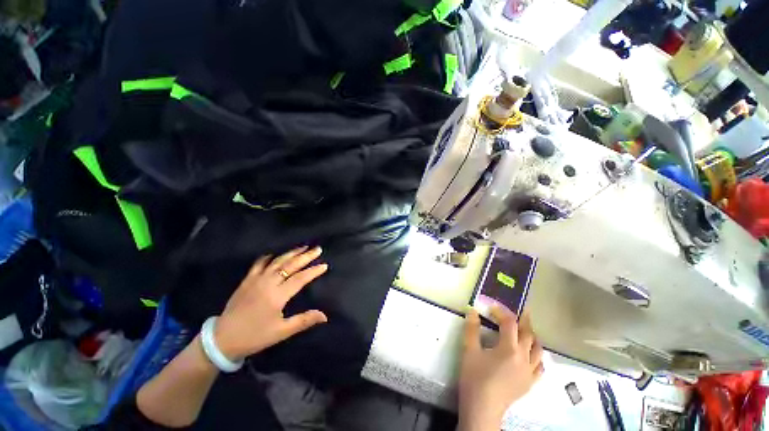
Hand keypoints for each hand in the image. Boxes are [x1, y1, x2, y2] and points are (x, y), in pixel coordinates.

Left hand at [214, 246, 328, 360]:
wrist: (222, 339)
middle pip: (290, 265)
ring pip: (277, 261)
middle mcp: (268, 283)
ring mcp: (256, 279)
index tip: (324, 265)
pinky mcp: (247, 280)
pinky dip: (268, 257)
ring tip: (303, 247)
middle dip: (306, 256)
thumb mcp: (281, 332)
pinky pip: (259, 264)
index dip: (313, 271)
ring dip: (291, 253)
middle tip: (317, 249)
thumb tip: (325, 316)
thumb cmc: (255, 336)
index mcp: (277, 295)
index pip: (300, 278)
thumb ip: (304, 321)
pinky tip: (274, 254)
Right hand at [457, 306, 543, 430]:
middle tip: (521, 311)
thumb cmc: (475, 377)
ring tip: (526, 330)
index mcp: (509, 348)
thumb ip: (471, 329)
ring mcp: (529, 371)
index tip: (491, 308)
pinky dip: (537, 356)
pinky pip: (540, 366)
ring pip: (538, 349)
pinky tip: (531, 354)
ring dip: (533, 336)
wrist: (483, 408)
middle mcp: (523, 358)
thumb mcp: (469, 350)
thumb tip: (472, 310)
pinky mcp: (530, 383)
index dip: (501, 312)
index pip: (510, 324)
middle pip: (528, 334)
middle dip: (524, 320)